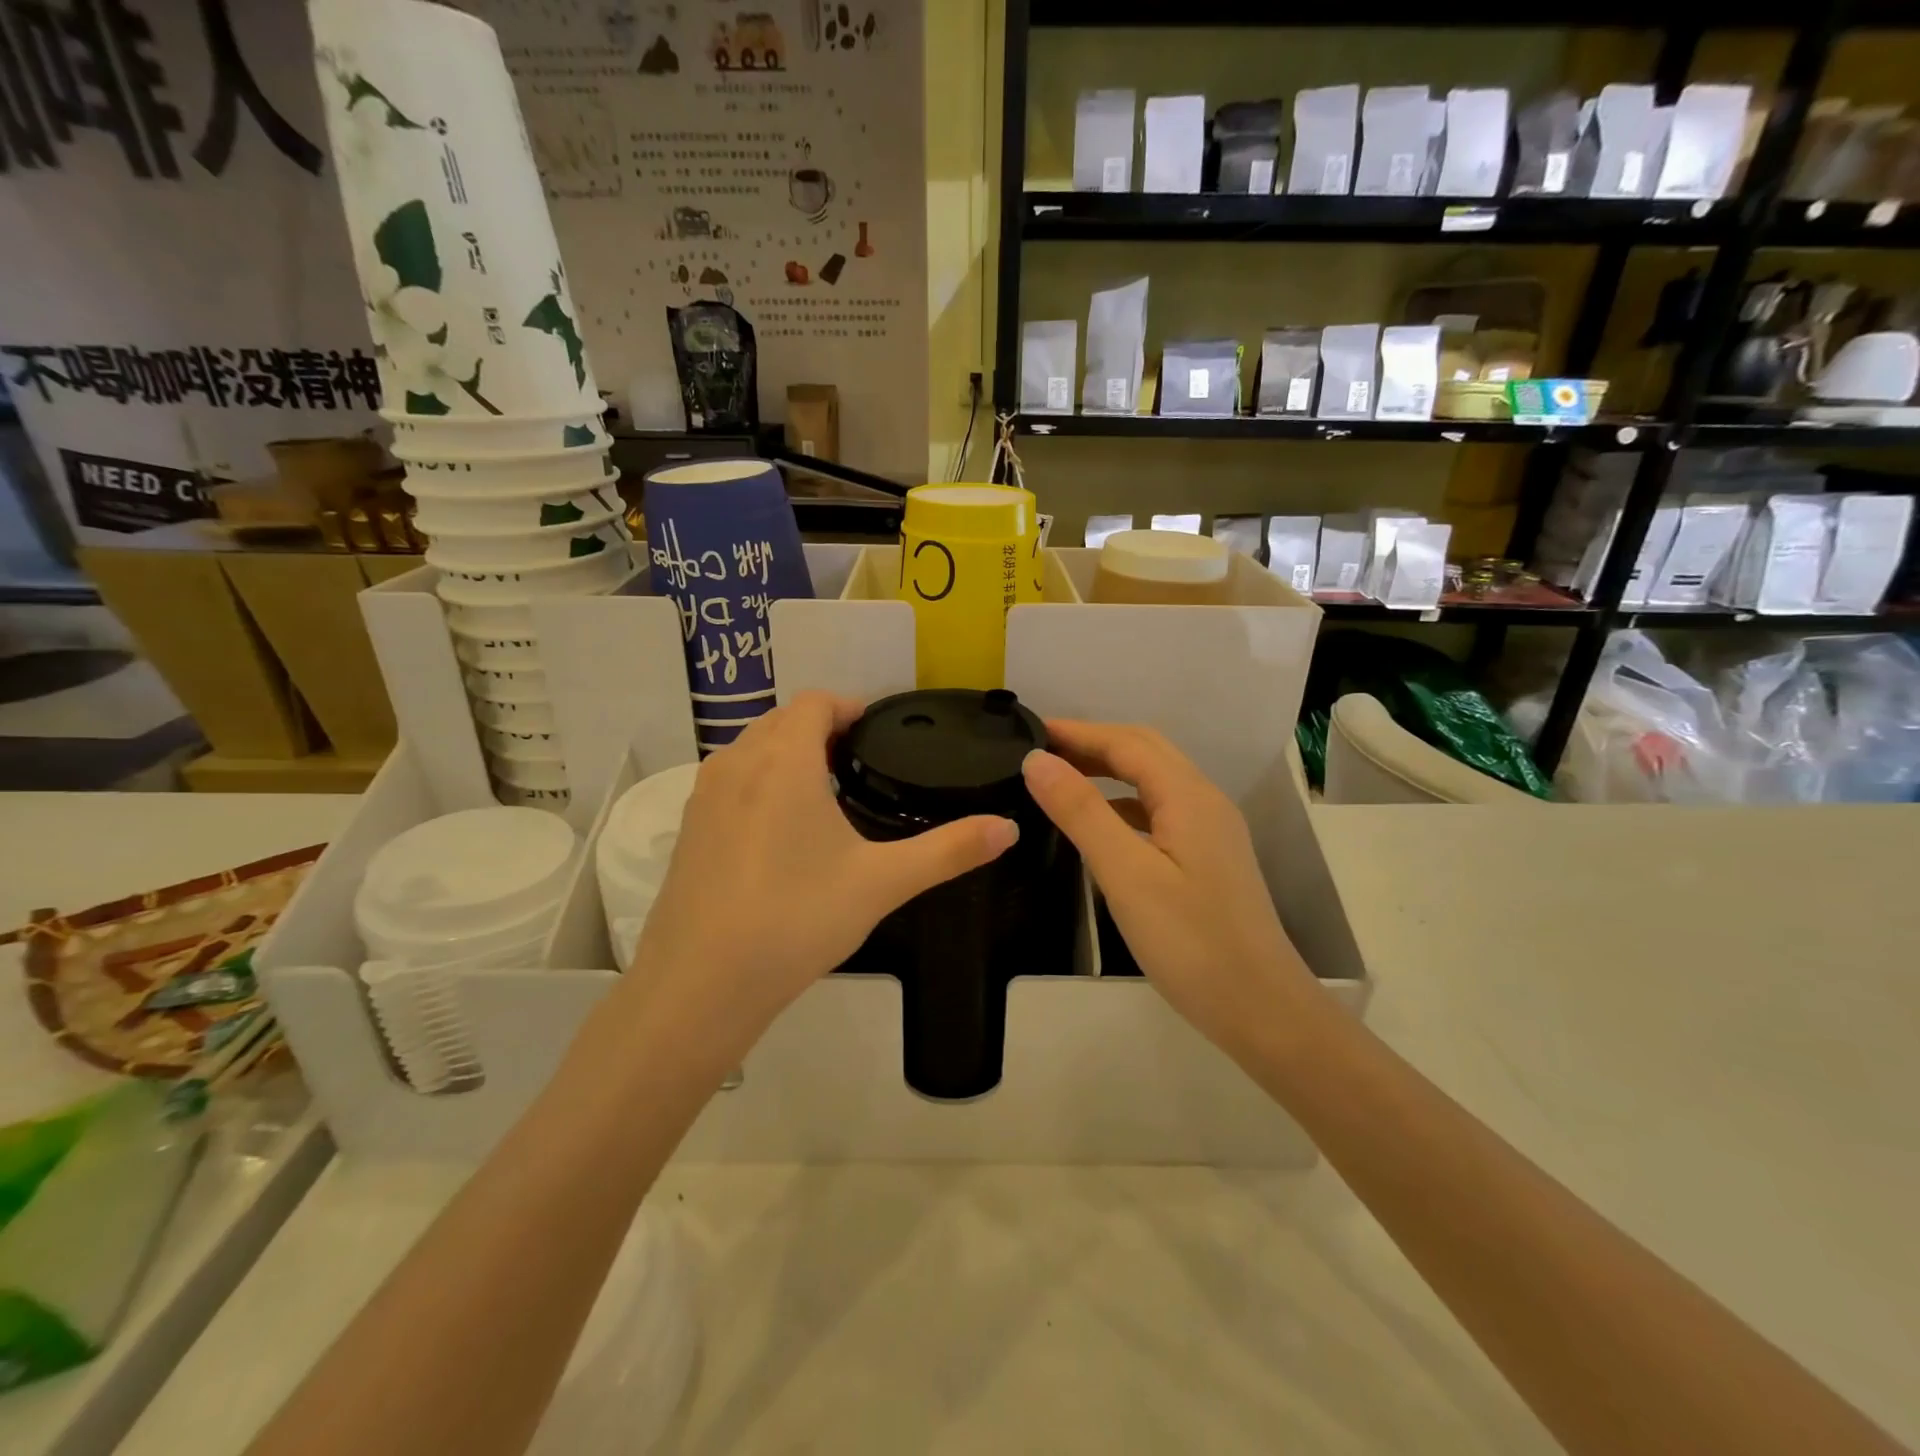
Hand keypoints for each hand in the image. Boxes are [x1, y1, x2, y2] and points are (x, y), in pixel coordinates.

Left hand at [628, 692, 1018, 1066]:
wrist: (701, 985)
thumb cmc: (797, 919)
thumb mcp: (882, 883)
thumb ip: (949, 851)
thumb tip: (1009, 828)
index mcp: (785, 761)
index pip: (815, 702)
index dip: (849, 706)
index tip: (879, 732)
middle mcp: (737, 763)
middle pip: (782, 720)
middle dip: (821, 728)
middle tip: (861, 762)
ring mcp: (704, 797)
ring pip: (751, 749)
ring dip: (787, 753)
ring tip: (826, 791)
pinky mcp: (688, 830)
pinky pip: (729, 781)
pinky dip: (759, 782)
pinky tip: (781, 832)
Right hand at [1021, 722, 1316, 1055]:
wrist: (1262, 1010)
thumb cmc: (1191, 942)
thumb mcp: (1126, 875)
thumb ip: (1082, 812)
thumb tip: (1037, 760)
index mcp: (1188, 797)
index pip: (1127, 743)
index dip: (1078, 732)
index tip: (1030, 730)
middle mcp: (1205, 802)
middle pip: (1146, 752)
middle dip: (1094, 743)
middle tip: (1042, 750)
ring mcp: (1211, 831)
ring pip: (1155, 780)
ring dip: (1110, 769)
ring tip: (1061, 778)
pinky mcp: (1208, 858)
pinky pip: (1160, 810)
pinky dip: (1124, 802)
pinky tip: (1100, 825)